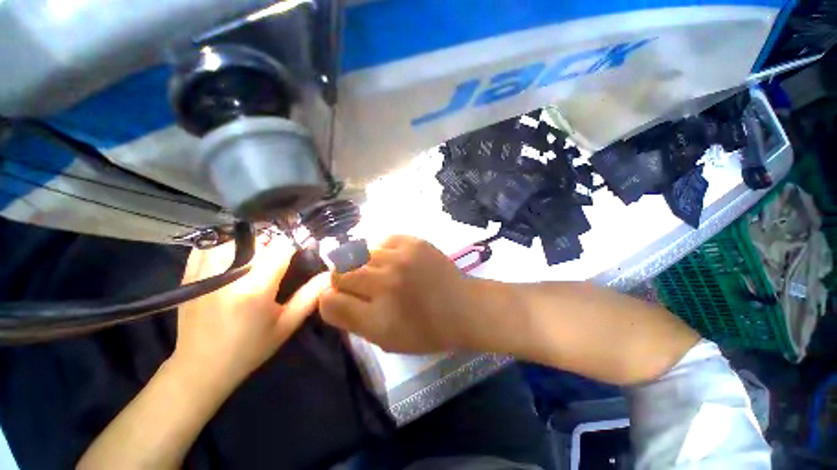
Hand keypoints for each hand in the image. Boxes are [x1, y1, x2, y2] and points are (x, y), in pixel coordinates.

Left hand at [172, 236, 329, 390]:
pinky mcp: (189, 273)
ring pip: (235, 237)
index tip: (301, 250)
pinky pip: (211, 244)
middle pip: (259, 238)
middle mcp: (228, 273)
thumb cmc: (249, 348)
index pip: (281, 246)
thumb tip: (330, 274)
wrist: (200, 367)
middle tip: (280, 260)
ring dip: (251, 242)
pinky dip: (226, 244)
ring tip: (258, 258)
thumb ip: (310, 296)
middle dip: (274, 244)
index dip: (295, 244)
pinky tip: (234, 257)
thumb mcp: (286, 324)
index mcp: (254, 287)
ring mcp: (203, 270)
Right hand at [319, 235, 491, 353]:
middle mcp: (385, 283)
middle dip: (341, 280)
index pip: (329, 301)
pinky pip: (380, 240)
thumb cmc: (427, 330)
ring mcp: (400, 257)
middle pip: (339, 272)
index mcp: (377, 317)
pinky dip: (380, 250)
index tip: (339, 299)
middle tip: (357, 284)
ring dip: (361, 263)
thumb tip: (331, 297)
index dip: (328, 300)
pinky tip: (390, 259)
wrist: (463, 306)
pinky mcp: (413, 241)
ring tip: (376, 270)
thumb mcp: (387, 340)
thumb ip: (353, 320)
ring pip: (357, 253)